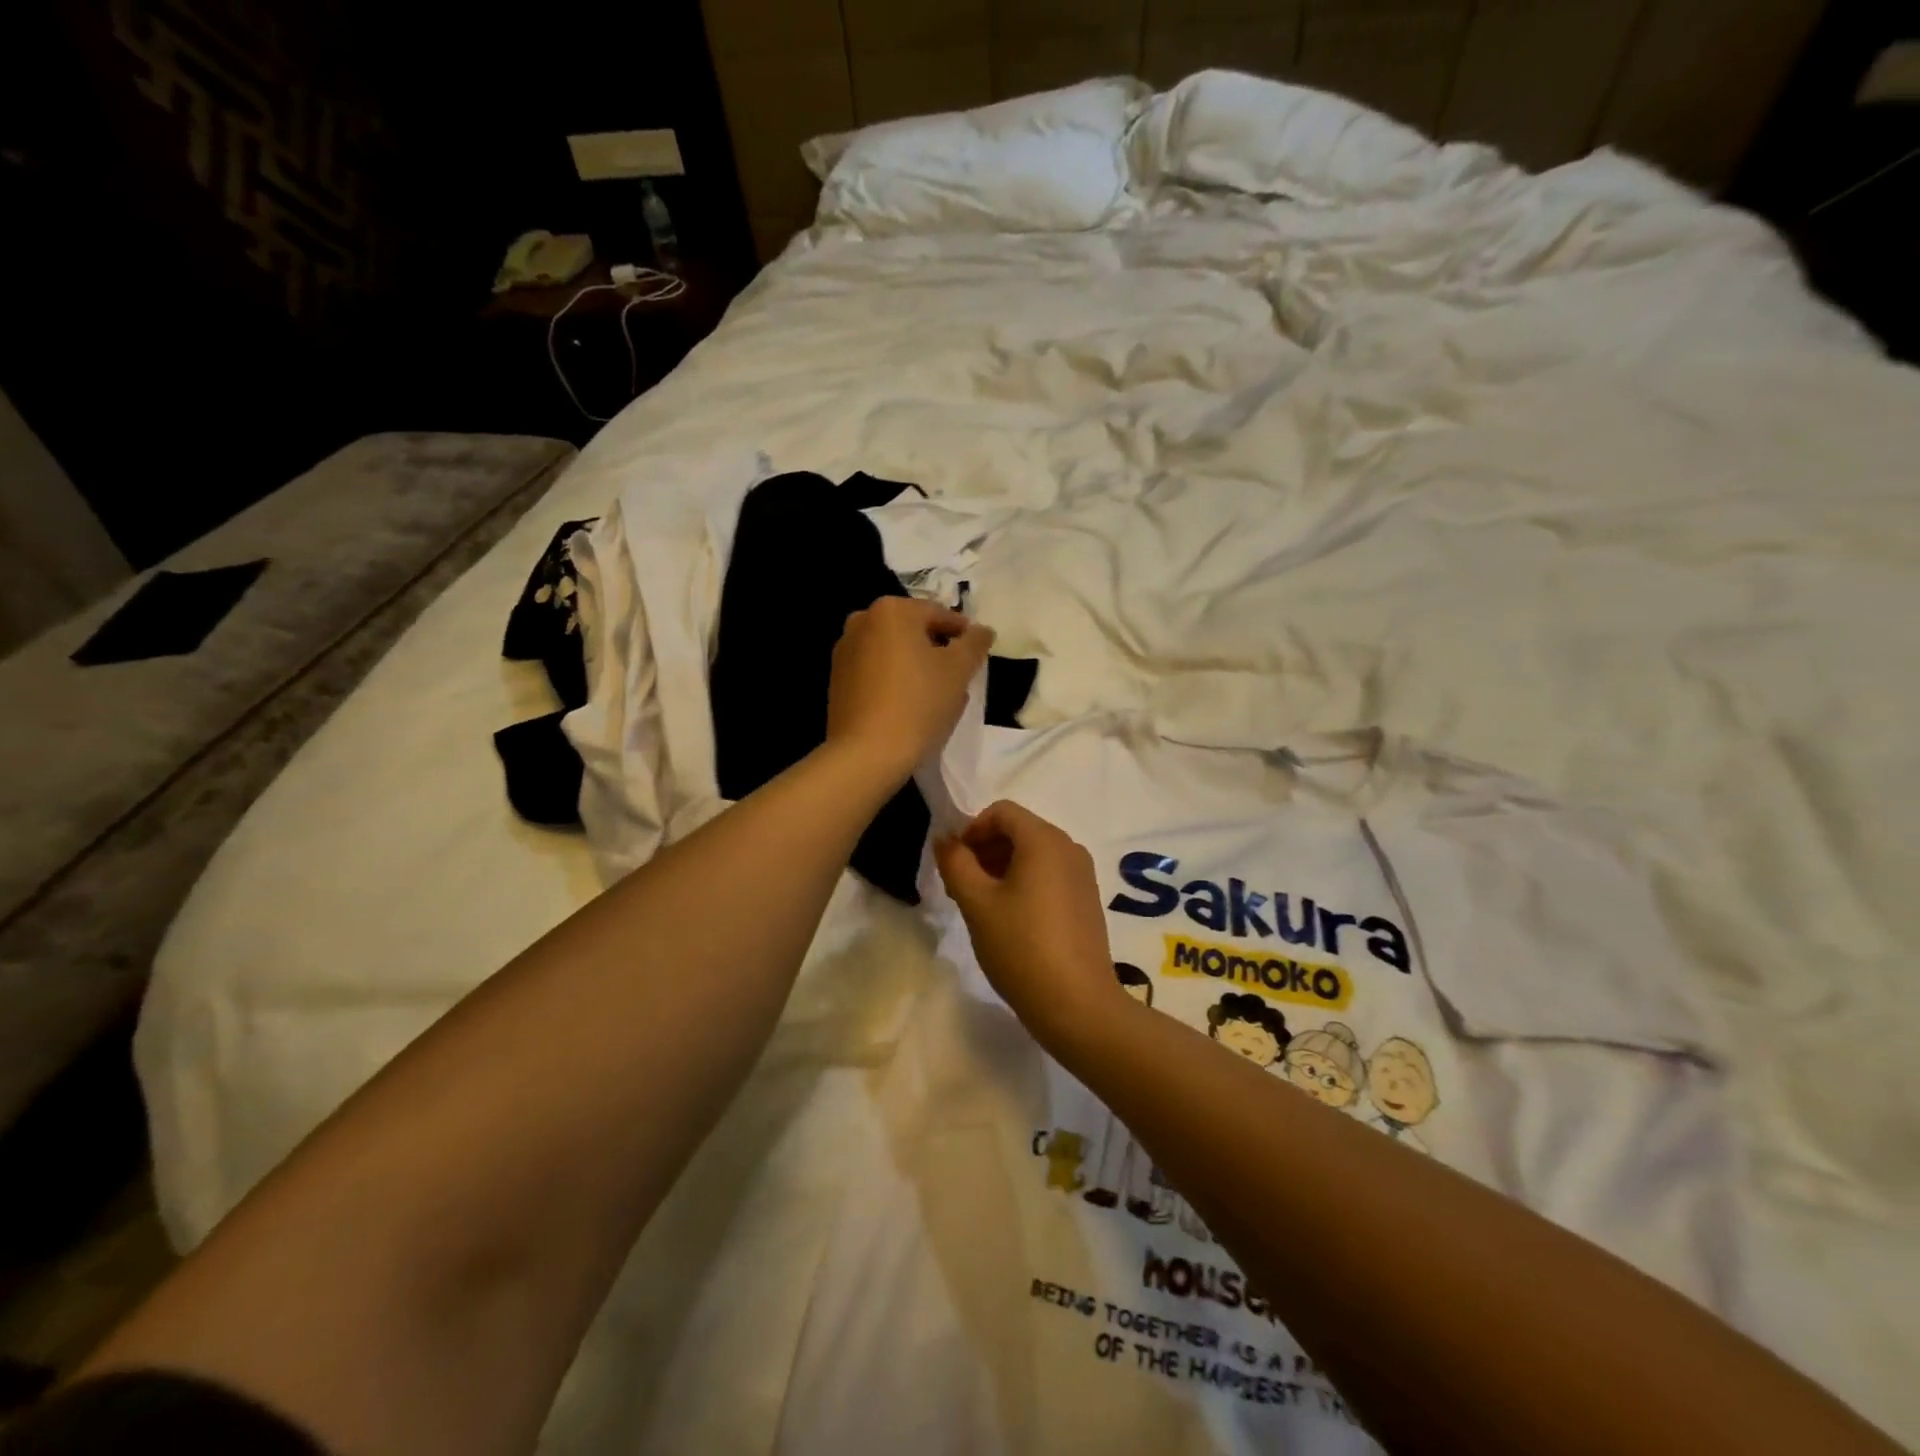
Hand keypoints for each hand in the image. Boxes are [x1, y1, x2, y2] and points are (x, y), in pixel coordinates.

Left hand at [825, 597, 993, 784]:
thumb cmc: (918, 704)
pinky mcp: (837, 680)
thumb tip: (983, 630)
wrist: (866, 753)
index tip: (977, 655)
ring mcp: (845, 651)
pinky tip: (908, 705)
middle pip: (913, 631)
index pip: (939, 614)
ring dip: (916, 666)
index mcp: (892, 610)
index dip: (963, 634)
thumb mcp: (959, 671)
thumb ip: (975, 643)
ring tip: (935, 695)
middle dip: (937, 650)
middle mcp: (862, 621)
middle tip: (958, 677)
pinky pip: (875, 671)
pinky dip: (894, 680)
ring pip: (893, 652)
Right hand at [934, 801, 1123, 1049]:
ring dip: (1001, 866)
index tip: (954, 862)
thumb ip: (956, 863)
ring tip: (981, 904)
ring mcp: (1082, 874)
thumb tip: (945, 839)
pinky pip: (1049, 874)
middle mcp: (1069, 847)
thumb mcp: (977, 903)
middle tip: (961, 884)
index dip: (971, 829)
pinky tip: (1009, 918)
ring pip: (1033, 854)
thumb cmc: (1021, 947)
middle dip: (985, 849)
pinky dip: (1024, 882)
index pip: (1001, 812)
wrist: (1077, 1004)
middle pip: (1019, 830)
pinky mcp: (1087, 899)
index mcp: (1045, 839)